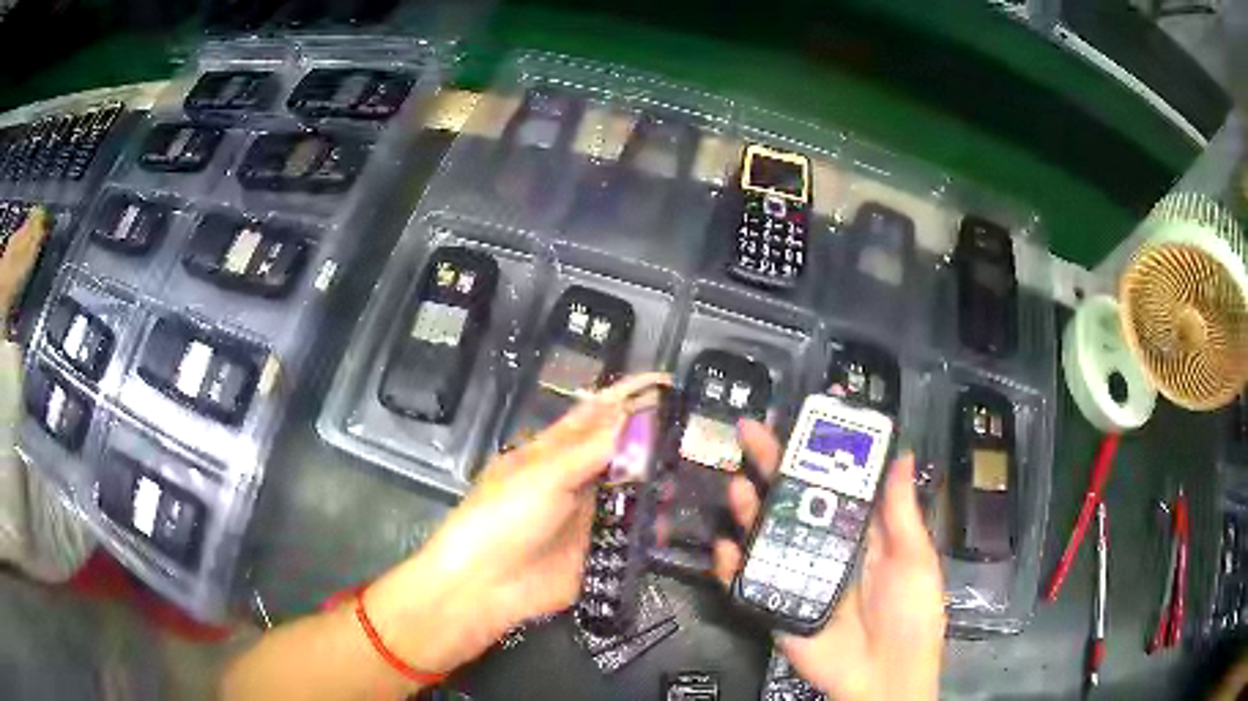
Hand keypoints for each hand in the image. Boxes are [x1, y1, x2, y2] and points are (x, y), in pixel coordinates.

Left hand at [365, 373, 669, 673]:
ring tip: (699, 475)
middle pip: (624, 450)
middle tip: (700, 433)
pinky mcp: (602, 550)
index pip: (599, 412)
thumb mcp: (542, 475)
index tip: (671, 382)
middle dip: (658, 439)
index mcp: (556, 450)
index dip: (632, 395)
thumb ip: (591, 447)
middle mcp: (578, 477)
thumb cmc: (503, 518)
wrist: (486, 586)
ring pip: (635, 491)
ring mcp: (592, 515)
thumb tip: (634, 412)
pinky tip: (678, 522)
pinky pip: (635, 534)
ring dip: (662, 483)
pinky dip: (656, 527)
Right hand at [714, 420, 944, 700]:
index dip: (819, 451)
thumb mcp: (915, 559)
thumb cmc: (910, 614)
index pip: (835, 483)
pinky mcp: (775, 604)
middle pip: (794, 500)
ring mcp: (795, 575)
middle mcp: (824, 547)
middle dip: (773, 465)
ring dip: (748, 509)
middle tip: (750, 431)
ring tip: (738, 486)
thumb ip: (901, 512)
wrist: (885, 674)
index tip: (805, 418)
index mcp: (860, 532)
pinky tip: (724, 548)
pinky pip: (746, 581)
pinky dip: (730, 565)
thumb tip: (903, 454)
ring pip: (765, 534)